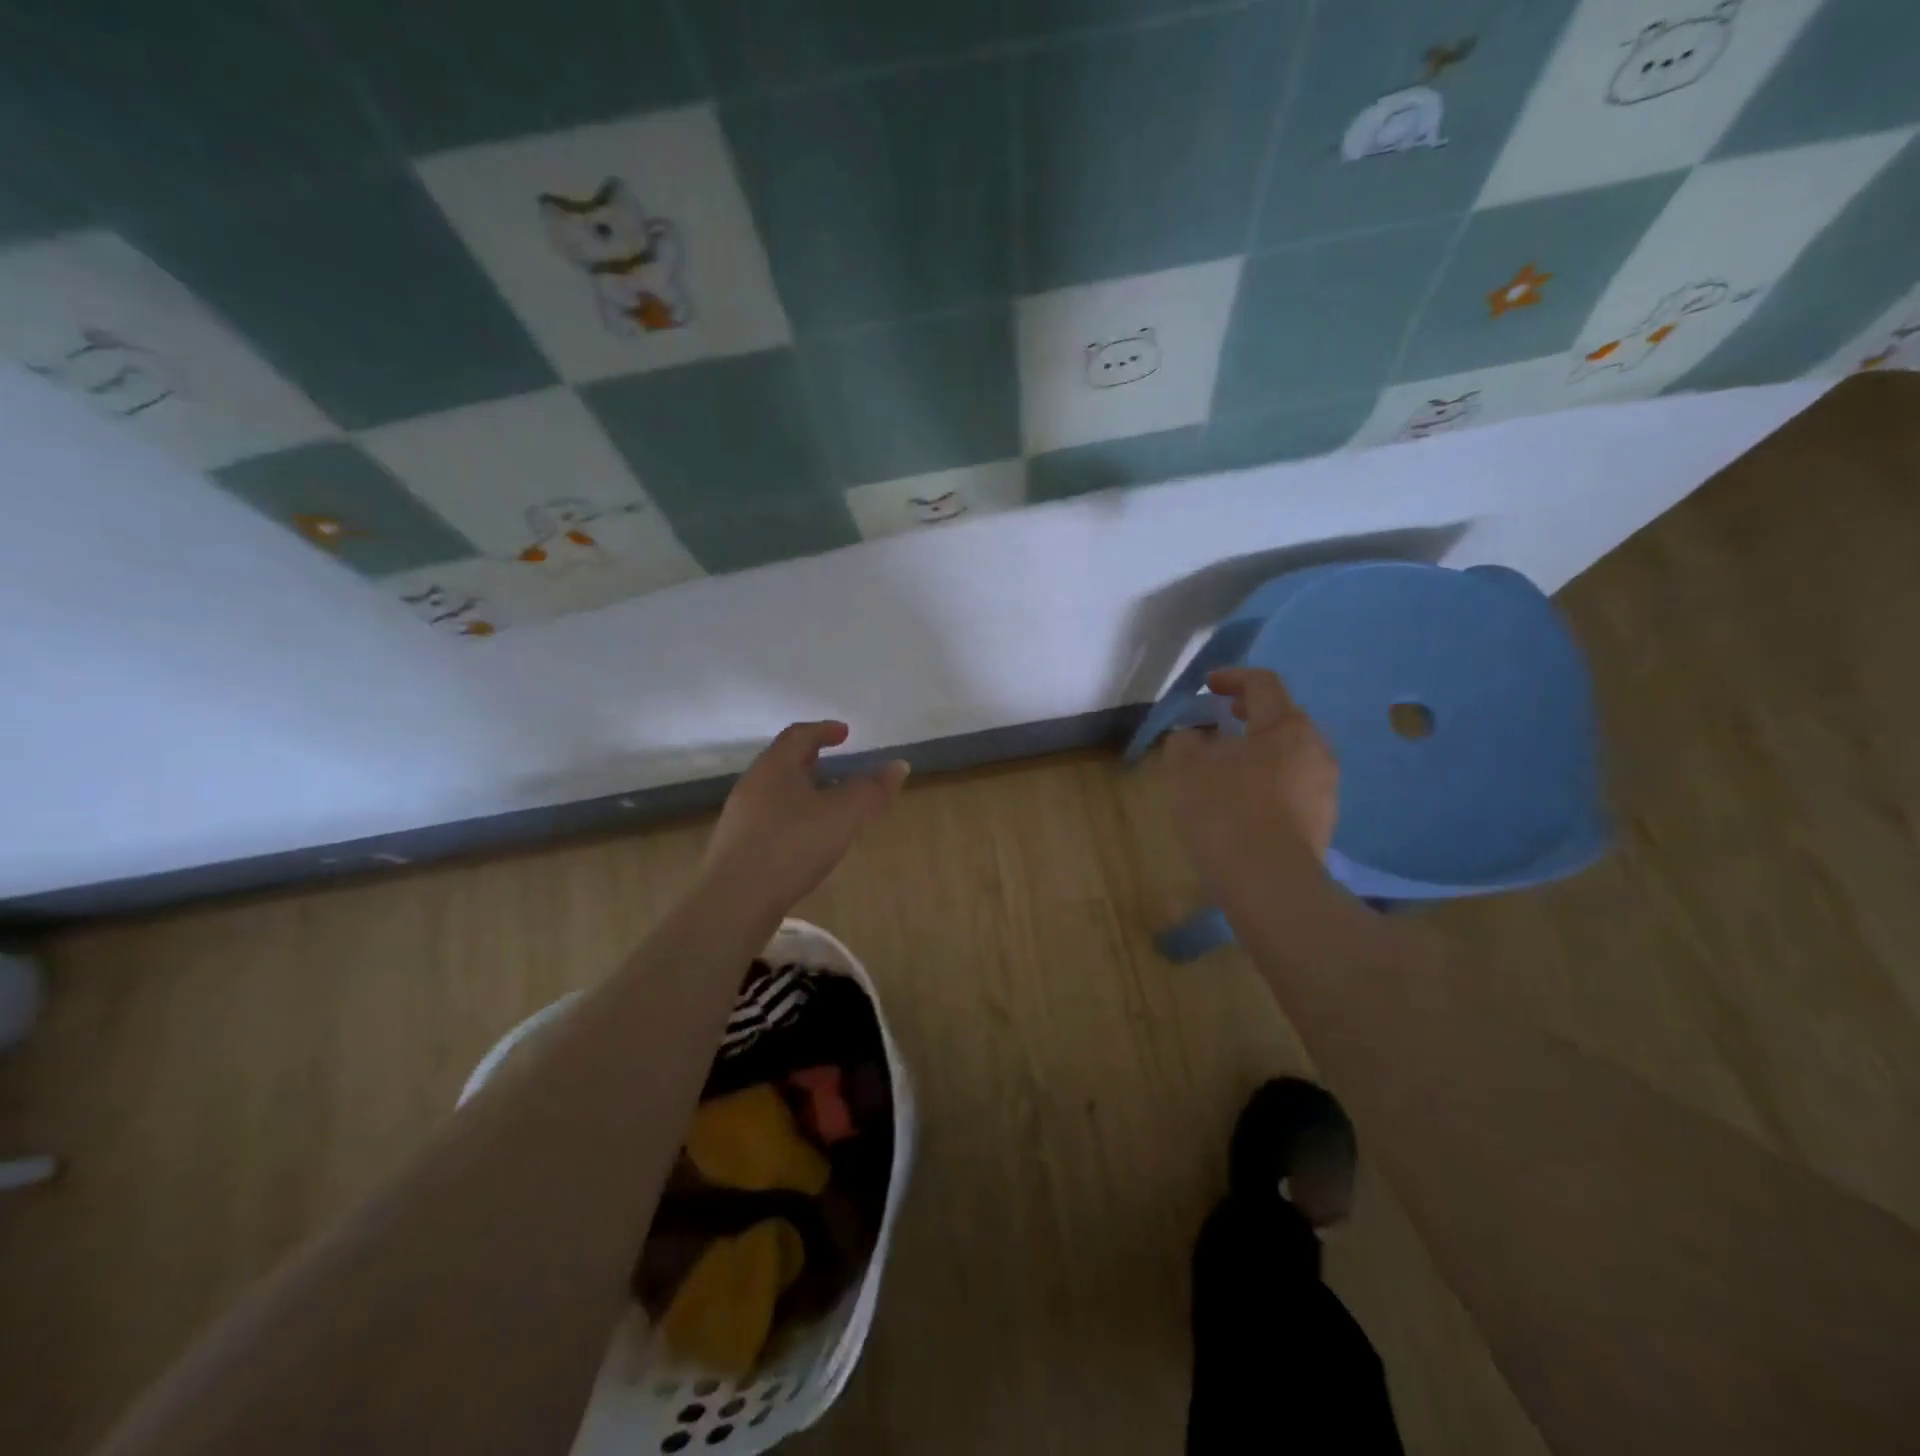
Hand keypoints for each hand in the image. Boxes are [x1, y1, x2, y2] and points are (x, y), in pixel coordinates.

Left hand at [699, 722, 908, 915]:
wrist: (735, 901)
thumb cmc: (792, 845)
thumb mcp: (844, 814)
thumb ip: (872, 790)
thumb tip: (899, 766)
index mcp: (775, 766)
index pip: (799, 735)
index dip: (824, 730)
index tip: (845, 733)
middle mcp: (753, 785)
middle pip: (785, 762)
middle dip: (814, 761)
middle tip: (839, 765)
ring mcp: (742, 818)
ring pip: (778, 793)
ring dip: (805, 792)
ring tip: (830, 806)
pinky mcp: (739, 848)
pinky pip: (772, 820)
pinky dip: (795, 818)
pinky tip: (809, 841)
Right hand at [1164, 668, 1338, 887]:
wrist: (1268, 883)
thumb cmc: (1225, 811)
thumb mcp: (1186, 768)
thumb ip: (1185, 741)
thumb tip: (1193, 736)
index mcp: (1285, 726)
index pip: (1263, 684)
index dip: (1232, 677)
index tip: (1207, 685)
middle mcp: (1315, 749)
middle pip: (1282, 717)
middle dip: (1249, 714)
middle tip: (1221, 720)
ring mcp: (1325, 787)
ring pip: (1290, 753)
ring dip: (1260, 749)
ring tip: (1228, 764)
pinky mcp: (1322, 820)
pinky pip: (1293, 784)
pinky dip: (1268, 779)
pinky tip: (1243, 800)